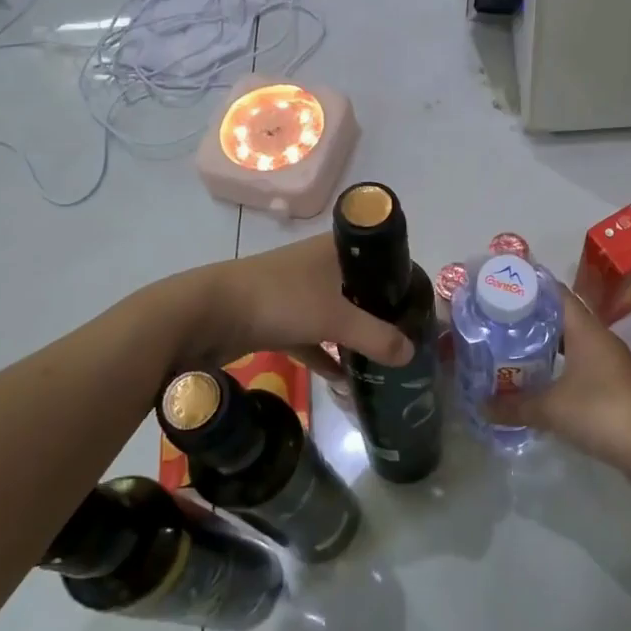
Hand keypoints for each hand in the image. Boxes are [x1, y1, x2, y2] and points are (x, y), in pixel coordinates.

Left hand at [183, 235, 413, 380]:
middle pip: (358, 286)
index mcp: (334, 250)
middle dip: (380, 310)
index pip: (378, 255)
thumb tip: (412, 354)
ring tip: (383, 358)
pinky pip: (311, 338)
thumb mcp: (335, 318)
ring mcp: (295, 293)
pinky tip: (345, 380)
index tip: (421, 302)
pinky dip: (326, 355)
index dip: (400, 274)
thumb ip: (376, 336)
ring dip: (354, 334)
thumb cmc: (280, 300)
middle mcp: (317, 266)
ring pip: (335, 313)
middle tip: (408, 335)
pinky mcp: (277, 319)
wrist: (209, 314)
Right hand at [485, 286, 630, 468]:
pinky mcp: (614, 387)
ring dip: (546, 346)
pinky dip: (559, 369)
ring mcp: (610, 363)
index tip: (502, 289)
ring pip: (572, 344)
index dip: (529, 287)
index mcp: (585, 329)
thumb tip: (481, 406)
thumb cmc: (601, 411)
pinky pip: (580, 367)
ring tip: (513, 351)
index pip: (556, 293)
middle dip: (532, 319)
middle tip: (499, 322)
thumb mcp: (550, 409)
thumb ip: (514, 405)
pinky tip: (540, 383)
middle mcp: (599, 339)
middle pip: (562, 317)